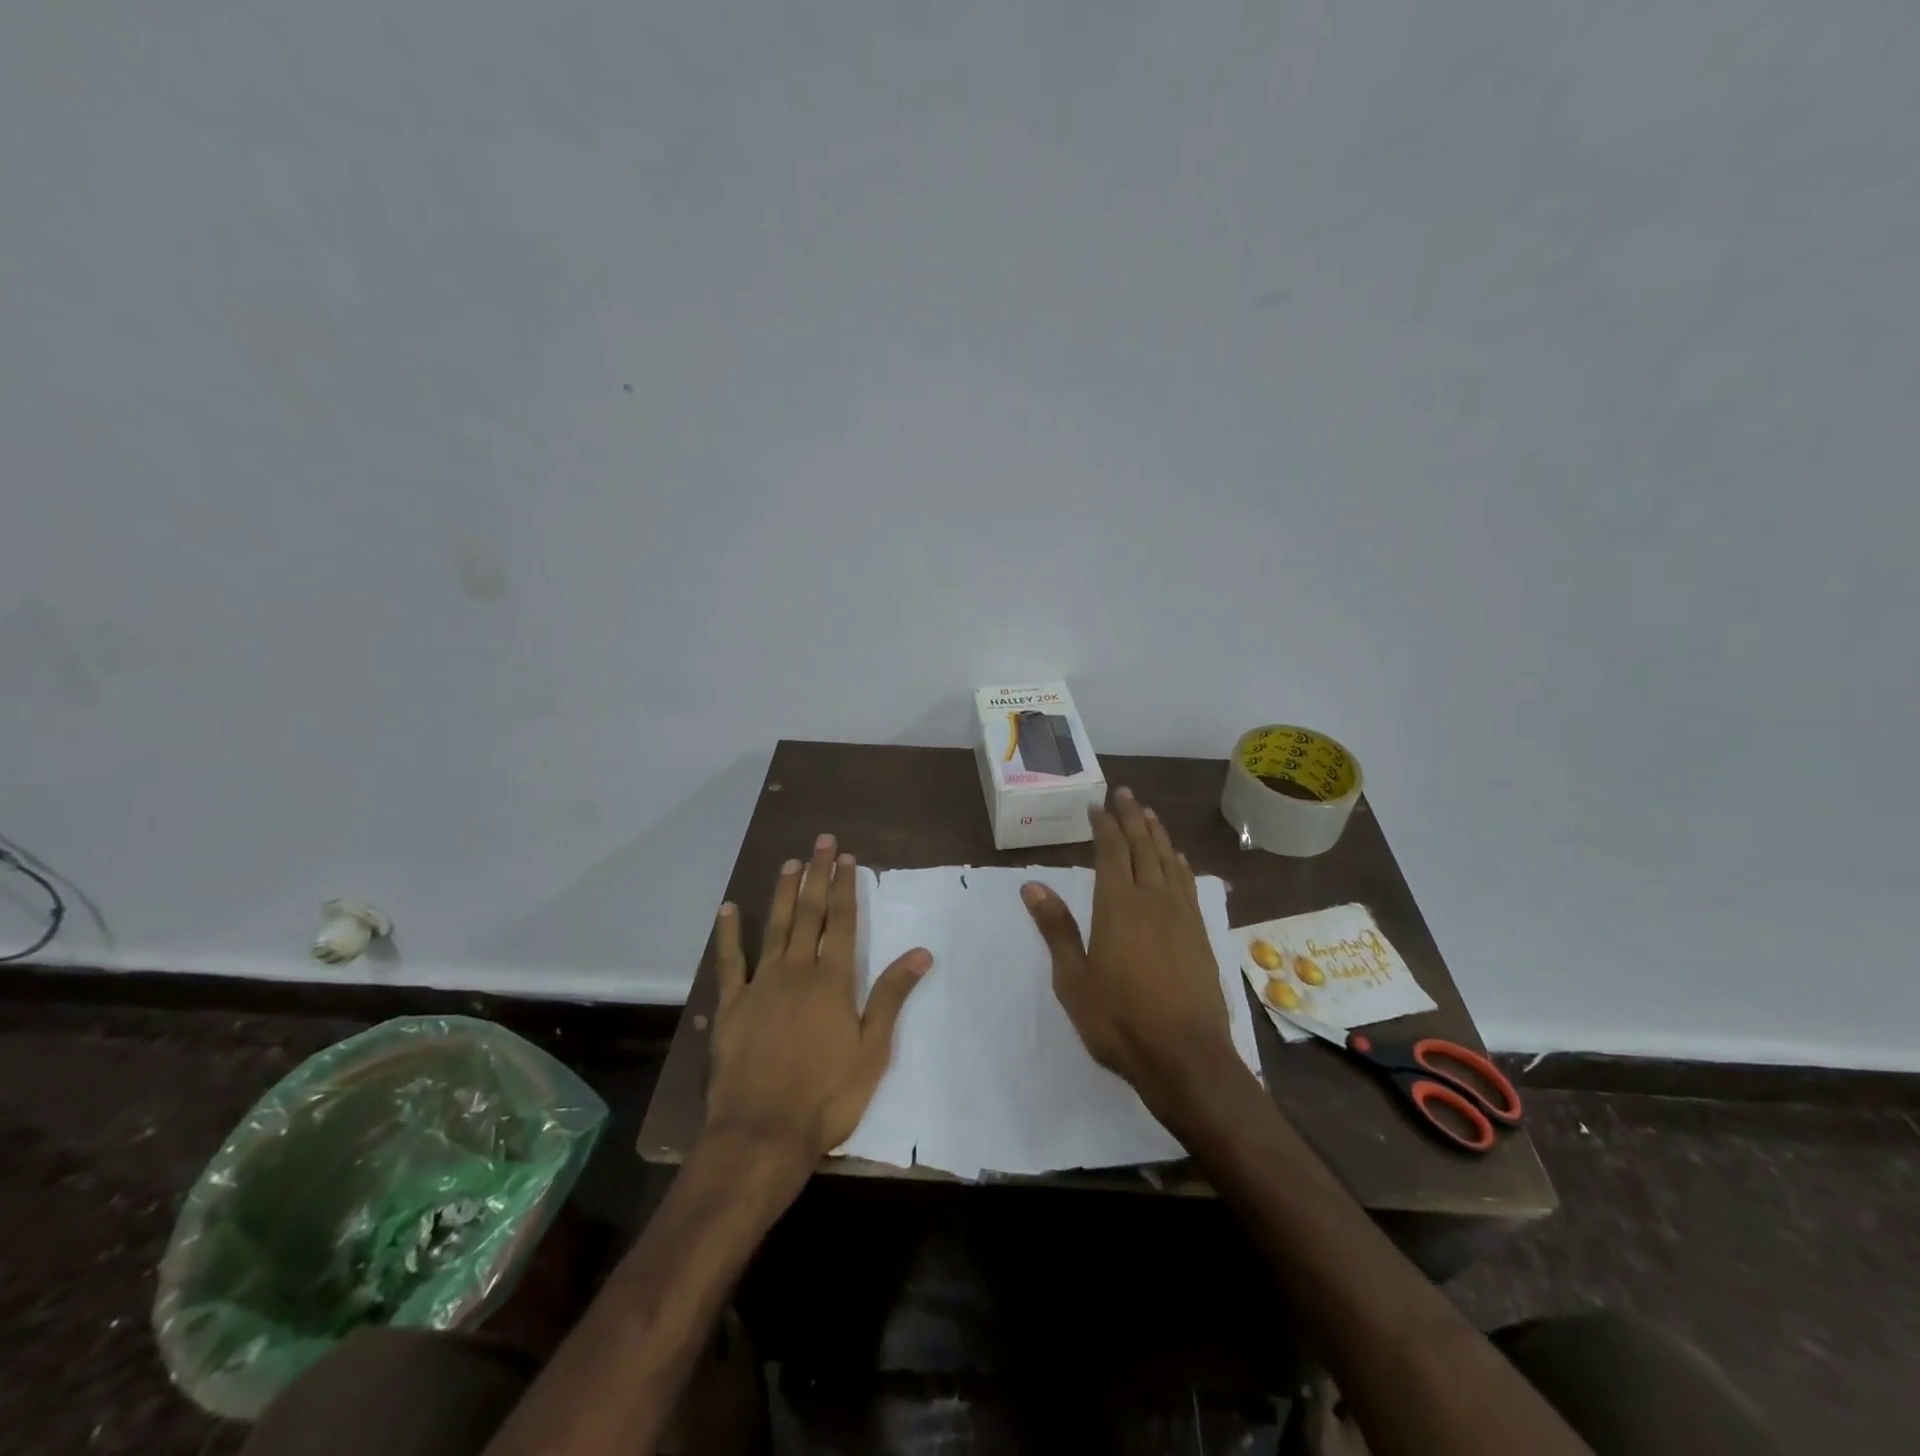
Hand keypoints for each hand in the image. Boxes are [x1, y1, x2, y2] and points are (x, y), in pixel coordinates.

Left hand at [705, 833, 932, 1163]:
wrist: (761, 1134)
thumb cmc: (826, 1097)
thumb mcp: (873, 1051)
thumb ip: (891, 997)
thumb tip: (920, 952)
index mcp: (832, 981)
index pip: (841, 922)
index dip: (844, 887)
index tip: (847, 858)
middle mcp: (796, 971)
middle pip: (809, 914)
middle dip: (817, 875)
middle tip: (821, 842)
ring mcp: (760, 985)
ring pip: (774, 927)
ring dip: (783, 893)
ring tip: (789, 863)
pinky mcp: (731, 1006)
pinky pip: (730, 962)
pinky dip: (729, 934)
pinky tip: (728, 910)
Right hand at [1020, 788, 1233, 1118]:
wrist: (1186, 1057)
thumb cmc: (1119, 1020)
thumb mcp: (1073, 979)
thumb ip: (1056, 928)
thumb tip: (1032, 885)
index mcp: (1117, 906)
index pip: (1110, 852)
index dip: (1104, 824)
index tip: (1097, 804)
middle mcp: (1152, 900)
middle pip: (1142, 847)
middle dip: (1132, 817)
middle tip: (1125, 793)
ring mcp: (1181, 916)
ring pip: (1168, 861)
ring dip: (1157, 834)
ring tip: (1149, 814)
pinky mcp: (1200, 934)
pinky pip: (1188, 885)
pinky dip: (1180, 864)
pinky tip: (1178, 859)